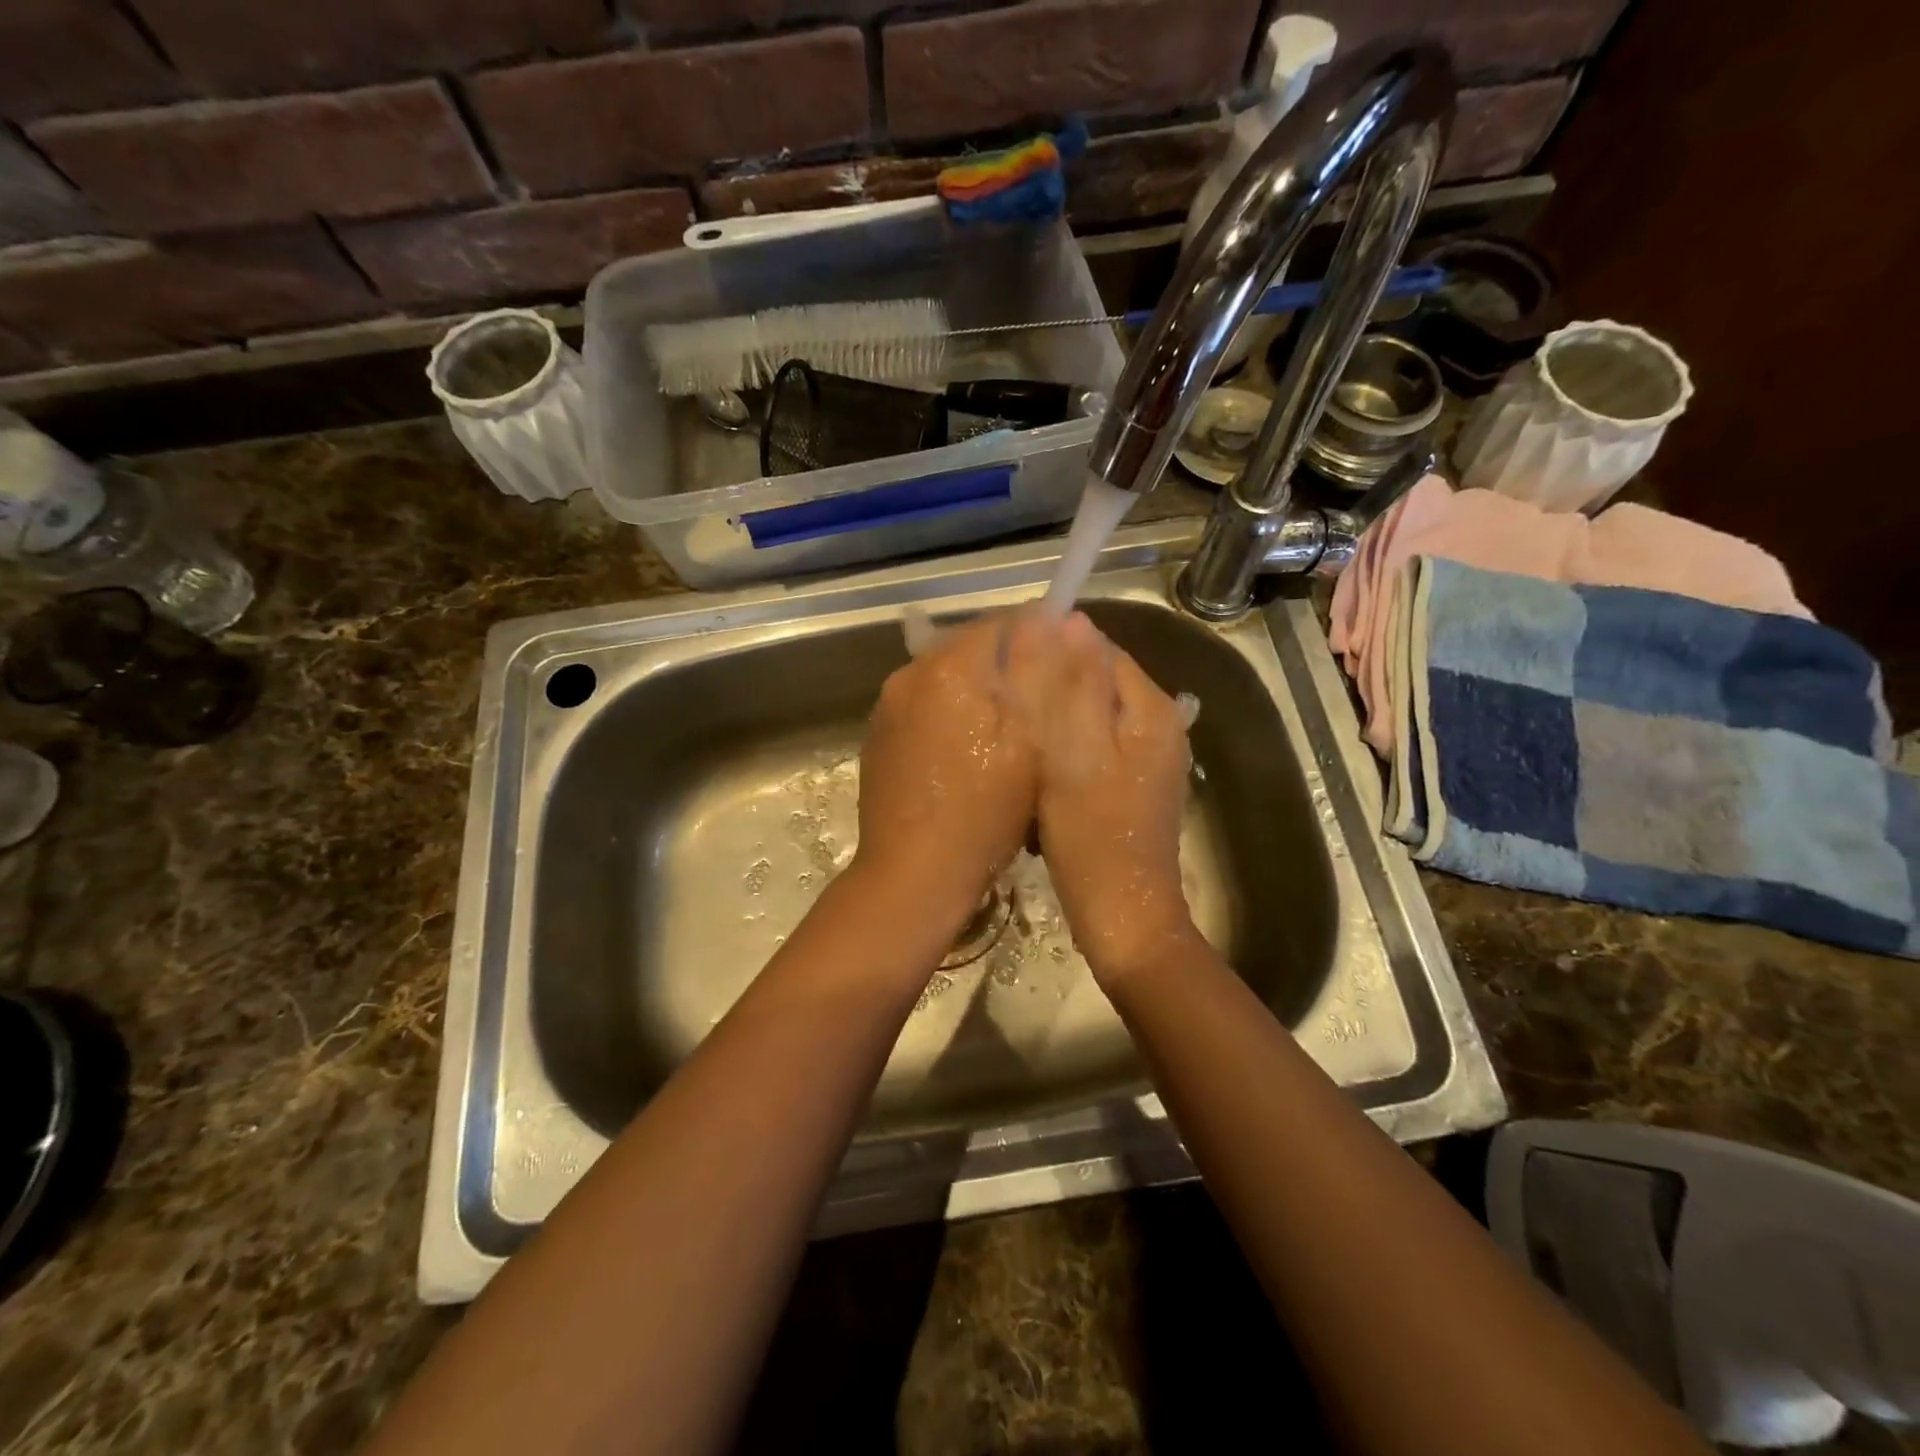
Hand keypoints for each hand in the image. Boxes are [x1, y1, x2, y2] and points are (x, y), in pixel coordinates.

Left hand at [853, 614, 1037, 937]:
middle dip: (1007, 667)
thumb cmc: (984, 812)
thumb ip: (1038, 673)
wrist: (912, 874)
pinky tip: (967, 755)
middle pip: (970, 647)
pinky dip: (949, 716)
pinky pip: (924, 707)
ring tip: (1006, 735)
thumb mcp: (1030, 742)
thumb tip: (1047, 620)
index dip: (1039, 637)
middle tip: (1040, 708)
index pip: (1002, 622)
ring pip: (946, 678)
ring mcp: (887, 706)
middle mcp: (909, 674)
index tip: (1064, 668)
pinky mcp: (878, 736)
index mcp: (949, 667)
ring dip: (977, 692)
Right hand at [1009, 612, 1198, 987]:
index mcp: (1151, 709)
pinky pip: (1093, 749)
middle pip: (1095, 684)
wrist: (1122, 914)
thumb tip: (1071, 620)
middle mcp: (1159, 726)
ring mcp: (1148, 759)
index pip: (1099, 650)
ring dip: (1054, 726)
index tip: (1009, 672)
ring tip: (1019, 746)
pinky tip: (1040, 779)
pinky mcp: (1133, 787)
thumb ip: (1073, 686)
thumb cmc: (1091, 834)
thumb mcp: (1074, 752)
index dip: (1053, 652)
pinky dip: (1065, 755)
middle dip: (1051, 692)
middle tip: (1009, 714)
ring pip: (1090, 718)